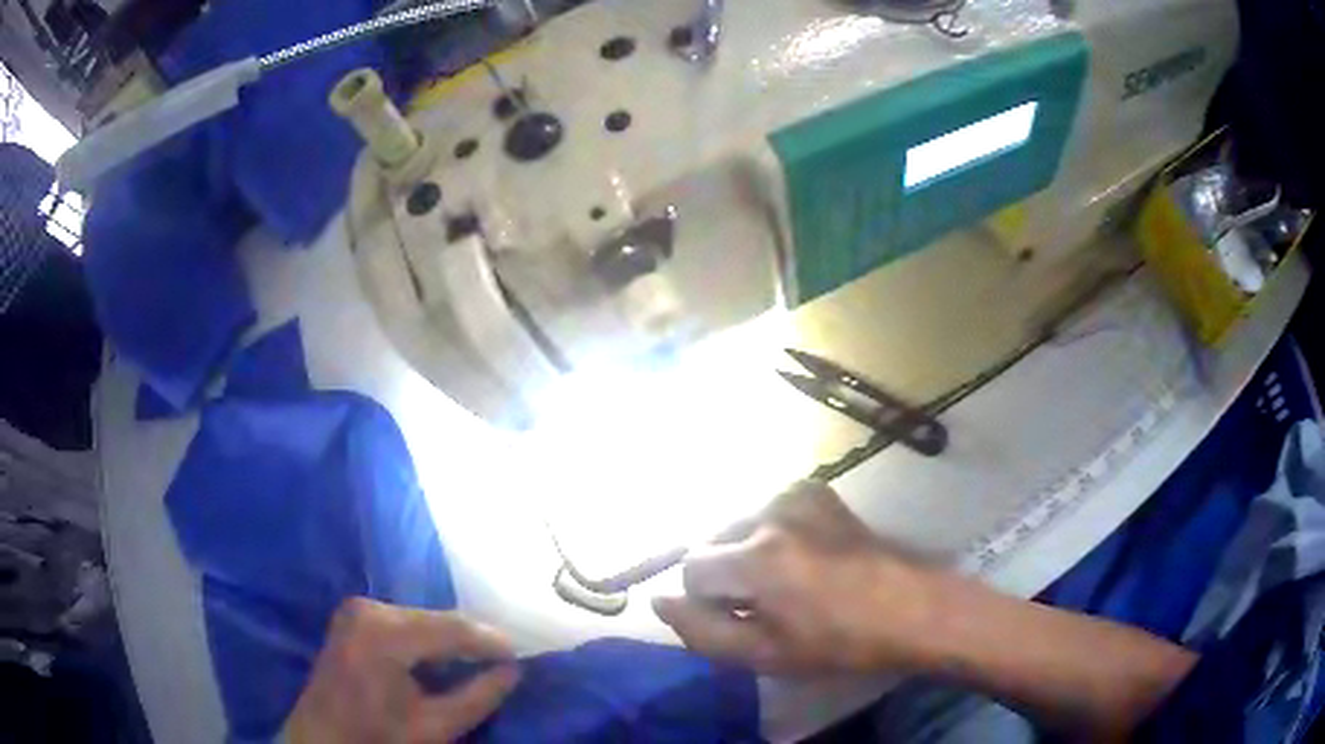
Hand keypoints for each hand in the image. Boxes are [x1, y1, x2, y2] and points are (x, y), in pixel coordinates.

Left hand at [287, 598, 519, 743]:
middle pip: (437, 619)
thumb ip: (478, 697)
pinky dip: (428, 639)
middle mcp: (369, 609)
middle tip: (504, 661)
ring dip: (450, 639)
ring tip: (479, 661)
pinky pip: (404, 621)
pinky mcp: (353, 616)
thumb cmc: (377, 738)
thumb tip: (514, 671)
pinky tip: (443, 659)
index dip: (491, 641)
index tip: (522, 655)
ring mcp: (357, 609)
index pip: (452, 628)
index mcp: (384, 634)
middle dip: (471, 640)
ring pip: (422, 618)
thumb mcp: (434, 727)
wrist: (322, 739)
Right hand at [653, 481, 947, 675]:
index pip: (690, 568)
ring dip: (747, 553)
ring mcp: (796, 494)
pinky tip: (804, 557)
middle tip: (765, 604)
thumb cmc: (838, 641)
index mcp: (757, 558)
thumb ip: (701, 631)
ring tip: (788, 582)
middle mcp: (770, 512)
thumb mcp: (764, 655)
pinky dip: (771, 534)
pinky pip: (768, 512)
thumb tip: (657, 601)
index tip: (738, 618)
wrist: (910, 607)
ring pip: (739, 526)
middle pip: (713, 542)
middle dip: (725, 574)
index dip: (706, 600)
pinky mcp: (815, 489)